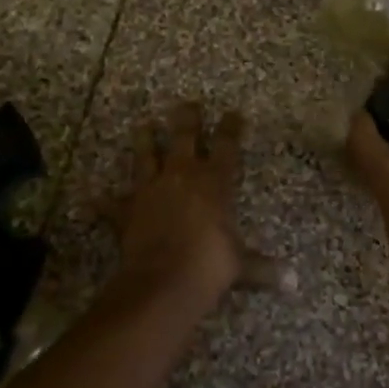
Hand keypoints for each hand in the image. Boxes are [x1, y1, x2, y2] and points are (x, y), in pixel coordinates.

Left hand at [105, 101, 259, 310]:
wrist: (163, 281)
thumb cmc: (210, 265)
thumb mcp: (242, 266)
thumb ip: (264, 269)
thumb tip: (294, 283)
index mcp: (214, 182)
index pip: (226, 145)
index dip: (230, 128)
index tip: (233, 113)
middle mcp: (182, 176)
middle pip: (184, 137)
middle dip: (187, 119)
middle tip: (187, 104)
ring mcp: (151, 190)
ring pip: (147, 155)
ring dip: (145, 140)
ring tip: (143, 125)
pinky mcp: (126, 210)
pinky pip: (112, 204)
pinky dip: (104, 202)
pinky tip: (93, 198)